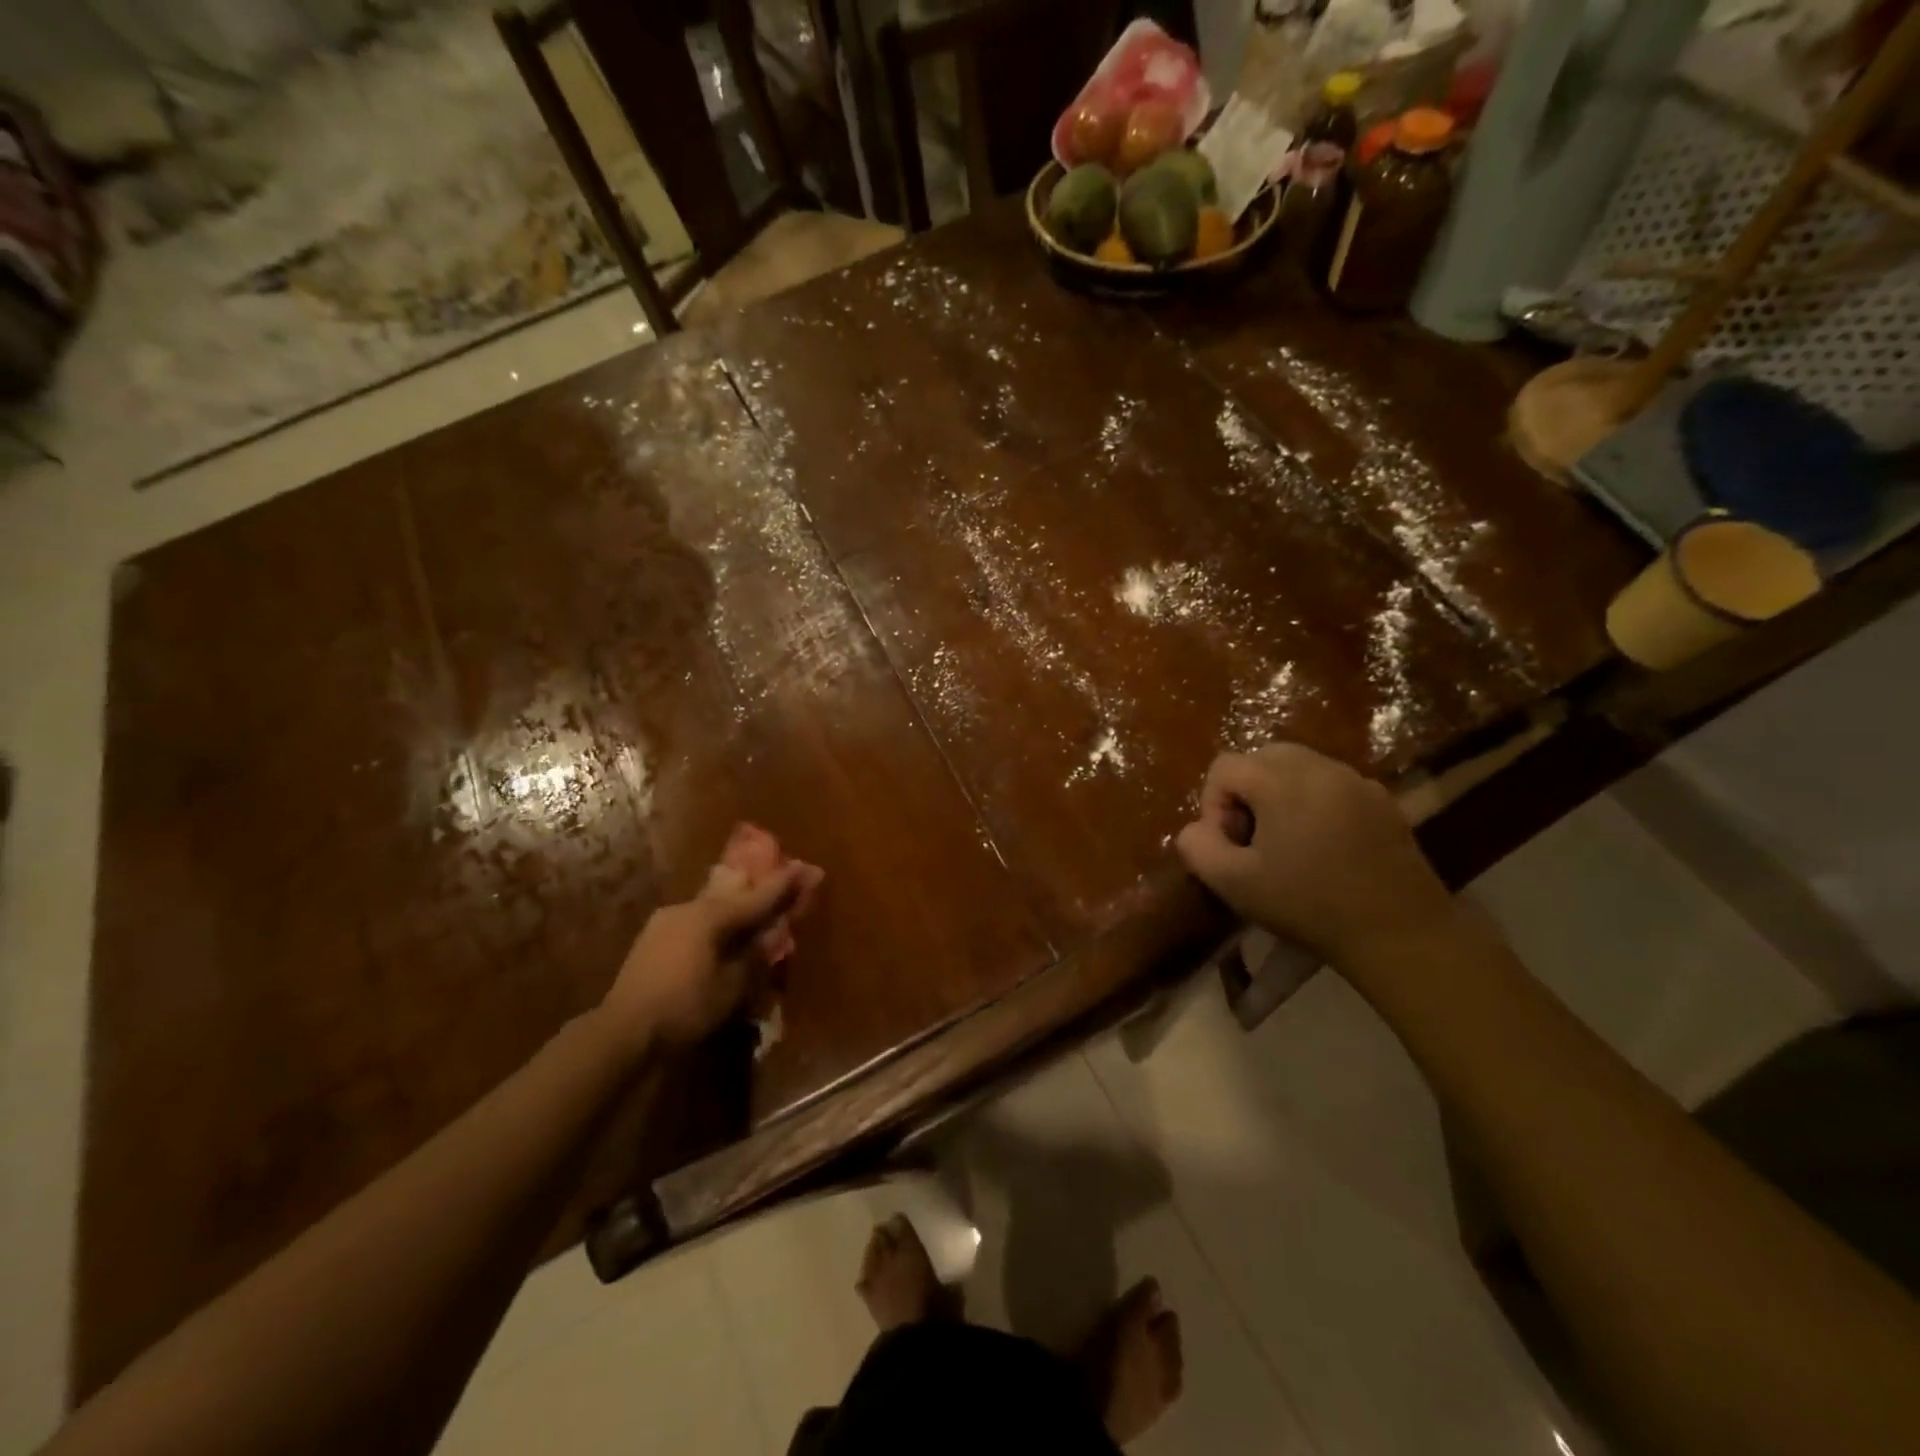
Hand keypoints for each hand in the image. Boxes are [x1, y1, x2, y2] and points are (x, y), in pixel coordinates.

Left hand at [600, 861, 805, 1050]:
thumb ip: (754, 956)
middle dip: (758, 889)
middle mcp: (688, 908)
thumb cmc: (684, 1008)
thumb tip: (772, 934)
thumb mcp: (730, 987)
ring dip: (735, 907)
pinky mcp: (653, 937)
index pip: (757, 896)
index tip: (806, 867)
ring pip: (711, 906)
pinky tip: (721, 934)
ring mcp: (666, 920)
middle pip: (732, 893)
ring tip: (754, 910)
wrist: (622, 1030)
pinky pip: (695, 920)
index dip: (783, 884)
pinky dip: (715, 922)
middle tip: (782, 881)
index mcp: (710, 916)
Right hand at [1175, 743, 1454, 965]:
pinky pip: (1332, 784)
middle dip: (1247, 792)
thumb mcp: (1234, 884)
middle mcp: (1319, 767)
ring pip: (1299, 767)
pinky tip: (1325, 847)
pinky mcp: (1383, 800)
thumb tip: (1196, 829)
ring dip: (1280, 794)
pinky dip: (1315, 802)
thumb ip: (1198, 847)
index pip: (1224, 766)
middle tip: (1254, 838)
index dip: (1213, 804)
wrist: (1398, 933)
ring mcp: (1356, 780)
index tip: (1230, 843)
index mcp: (1281, 781)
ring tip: (1288, 842)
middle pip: (1262, 757)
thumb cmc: (1308, 905)